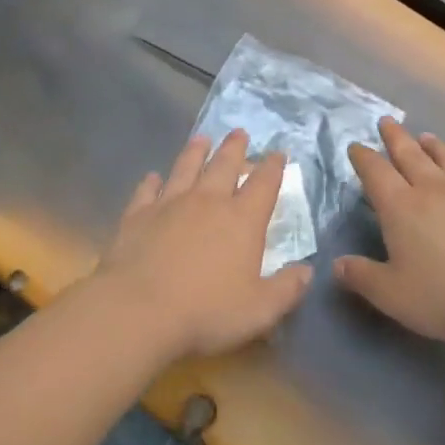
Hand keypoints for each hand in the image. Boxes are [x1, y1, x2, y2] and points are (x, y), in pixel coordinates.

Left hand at [89, 130, 312, 360]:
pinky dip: (151, 182)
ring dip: (195, 152)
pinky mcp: (137, 216)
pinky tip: (152, 177)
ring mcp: (169, 204)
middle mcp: (208, 202)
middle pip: (224, 165)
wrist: (138, 310)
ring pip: (185, 168)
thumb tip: (307, 272)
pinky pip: (147, 191)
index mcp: (242, 220)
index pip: (264, 184)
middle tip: (239, 132)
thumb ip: (287, 289)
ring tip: (201, 138)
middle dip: (235, 148)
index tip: (278, 152)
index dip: (273, 166)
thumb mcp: (260, 310)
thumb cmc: (206, 312)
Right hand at [335, 118, 444, 343]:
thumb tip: (338, 265)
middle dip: (395, 137)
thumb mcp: (390, 294)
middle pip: (410, 154)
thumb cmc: (442, 295)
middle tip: (386, 122)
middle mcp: (434, 189)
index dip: (363, 157)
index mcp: (401, 207)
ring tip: (426, 137)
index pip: (376, 172)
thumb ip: (362, 276)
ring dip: (434, 146)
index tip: (356, 146)